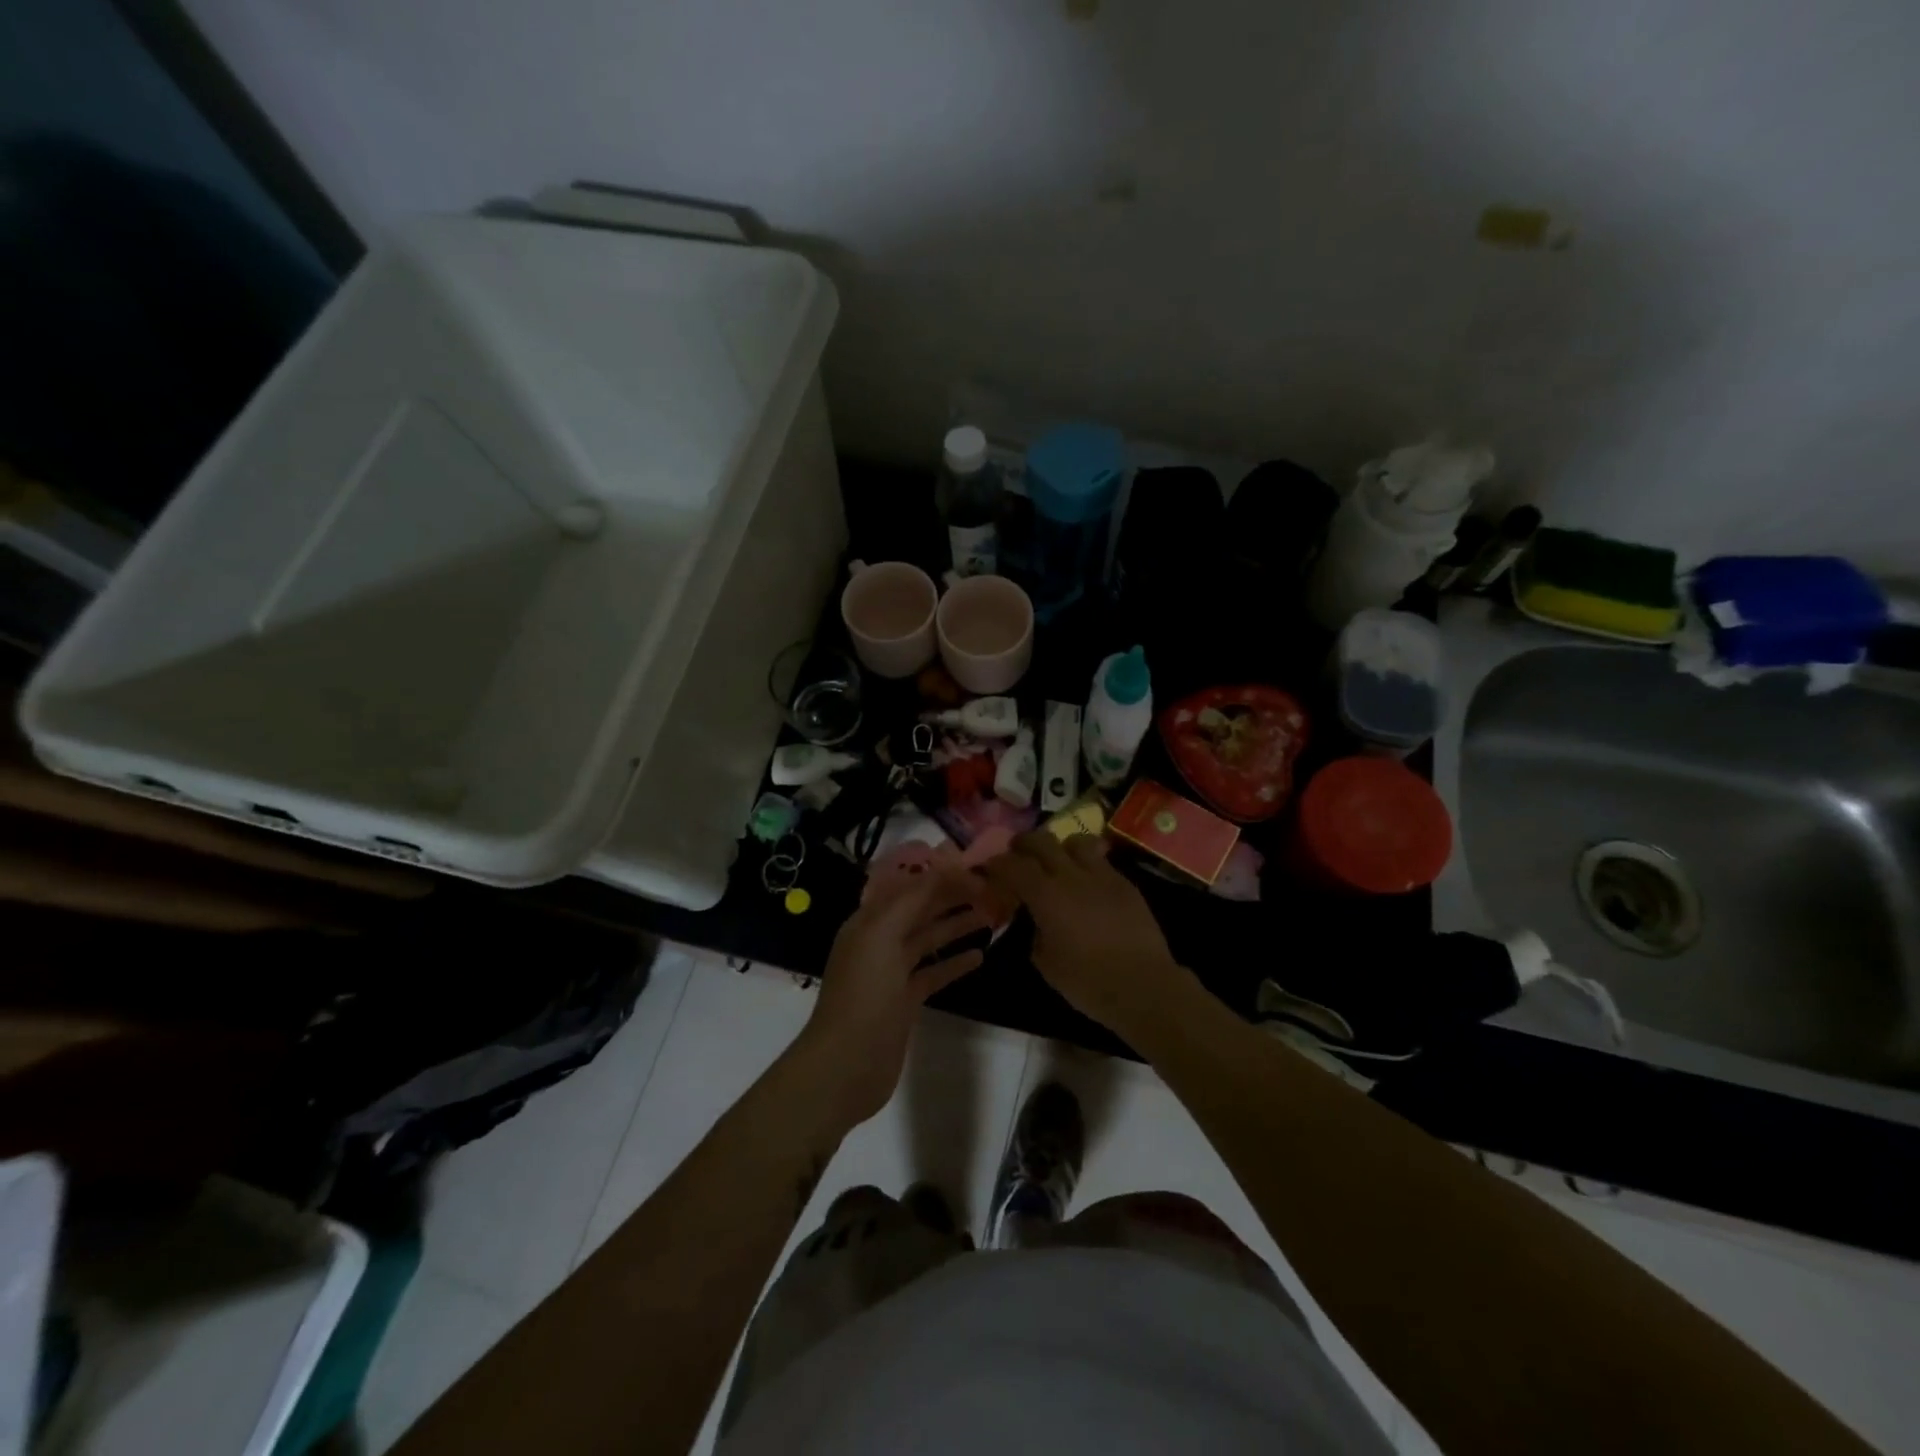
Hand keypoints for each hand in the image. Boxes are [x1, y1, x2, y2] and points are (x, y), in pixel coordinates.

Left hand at [794, 870, 990, 1129]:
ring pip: (929, 940)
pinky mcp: (905, 1001)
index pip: (910, 887)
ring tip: (991, 916)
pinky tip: (980, 956)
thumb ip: (912, 900)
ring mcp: (892, 973)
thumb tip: (943, 870)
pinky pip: (934, 973)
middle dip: (951, 898)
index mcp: (869, 922)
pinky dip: (955, 963)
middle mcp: (879, 941)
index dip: (941, 877)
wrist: (846, 1064)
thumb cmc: (864, 994)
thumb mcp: (883, 935)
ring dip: (957, 926)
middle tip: (991, 890)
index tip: (976, 870)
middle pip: (920, 911)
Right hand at [981, 833, 1194, 1037]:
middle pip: (1042, 840)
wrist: (1143, 986)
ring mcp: (1102, 875)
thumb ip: (1034, 932)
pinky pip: (1100, 861)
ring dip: (1059, 848)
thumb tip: (1036, 921)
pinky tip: (1086, 884)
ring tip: (1057, 863)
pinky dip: (1086, 865)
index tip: (989, 869)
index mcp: (1046, 895)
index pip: (1013, 865)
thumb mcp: (1045, 963)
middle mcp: (1071, 875)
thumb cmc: (1088, 982)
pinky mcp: (1125, 883)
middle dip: (1024, 844)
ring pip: (1075, 841)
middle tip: (1017, 855)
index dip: (997, 864)